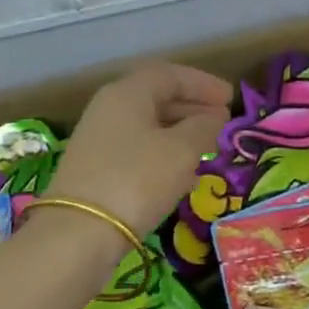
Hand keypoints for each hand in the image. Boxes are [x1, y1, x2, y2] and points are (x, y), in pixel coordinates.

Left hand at [48, 62, 231, 236]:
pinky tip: (181, 174)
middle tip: (222, 122)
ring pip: (147, 125)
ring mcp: (98, 139)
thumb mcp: (182, 150)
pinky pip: (137, 149)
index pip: (169, 74)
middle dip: (192, 107)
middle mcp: (108, 108)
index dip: (203, 83)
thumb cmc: (136, 179)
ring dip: (179, 132)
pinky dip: (163, 153)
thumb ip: (204, 128)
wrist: (78, 234)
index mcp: (128, 93)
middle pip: (156, 97)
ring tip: (207, 147)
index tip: (230, 98)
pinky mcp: (94, 169)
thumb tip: (214, 119)